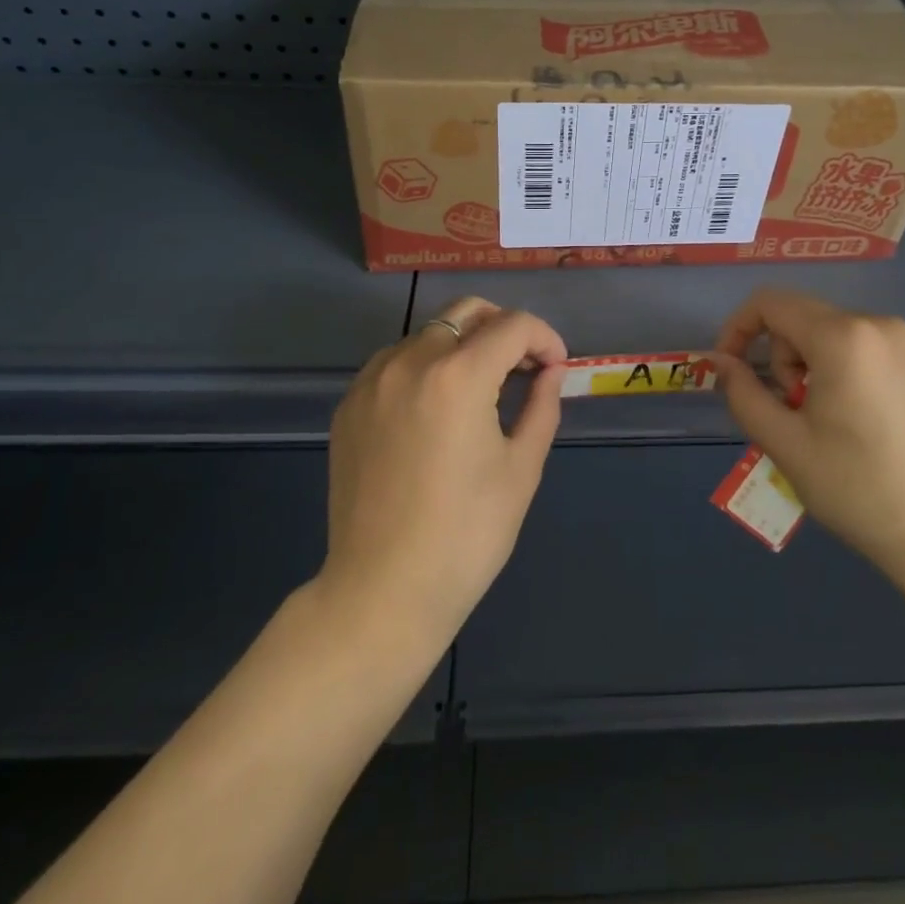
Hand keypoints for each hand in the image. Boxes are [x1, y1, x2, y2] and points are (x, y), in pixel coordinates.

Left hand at [319, 296, 566, 655]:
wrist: (383, 591)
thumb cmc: (467, 534)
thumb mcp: (521, 467)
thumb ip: (542, 405)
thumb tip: (551, 371)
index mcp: (458, 375)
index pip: (513, 325)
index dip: (545, 338)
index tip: (555, 367)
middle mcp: (410, 362)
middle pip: (466, 312)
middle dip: (504, 328)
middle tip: (523, 366)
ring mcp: (372, 381)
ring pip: (428, 332)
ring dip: (463, 345)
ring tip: (481, 388)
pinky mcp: (349, 405)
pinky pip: (394, 362)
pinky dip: (425, 366)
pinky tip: (436, 407)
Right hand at [711, 288, 904, 589]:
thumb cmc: (858, 489)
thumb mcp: (784, 443)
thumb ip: (743, 392)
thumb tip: (721, 361)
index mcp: (844, 338)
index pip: (771, 303)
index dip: (738, 327)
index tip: (730, 368)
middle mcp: (883, 326)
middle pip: (807, 318)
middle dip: (783, 357)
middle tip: (792, 411)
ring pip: (841, 335)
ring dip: (816, 366)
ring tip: (828, 421)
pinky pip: (875, 352)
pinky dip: (853, 373)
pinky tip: (867, 424)